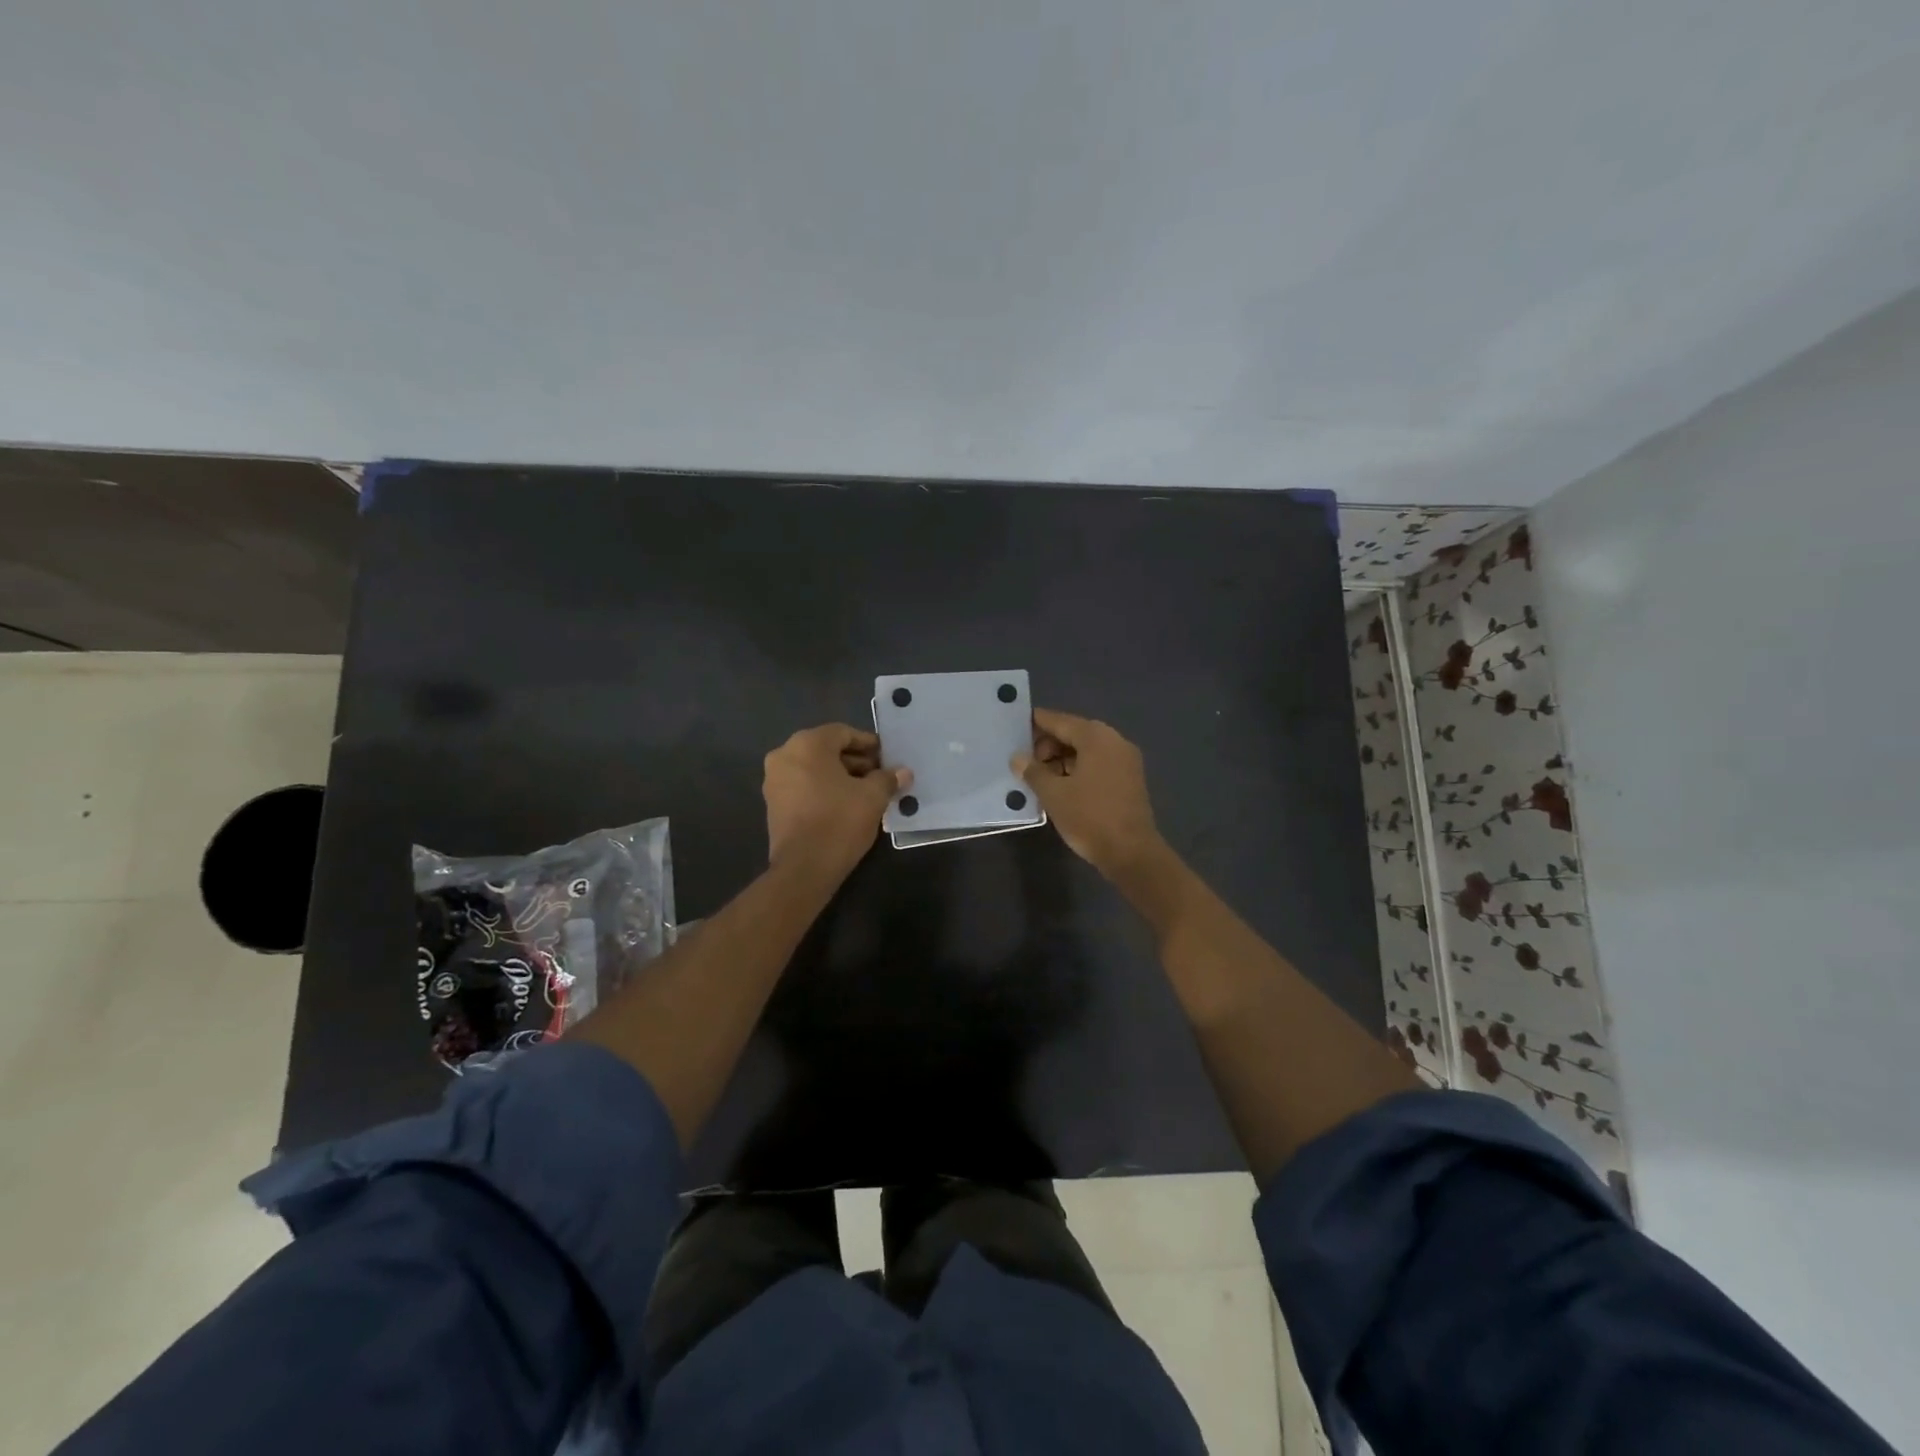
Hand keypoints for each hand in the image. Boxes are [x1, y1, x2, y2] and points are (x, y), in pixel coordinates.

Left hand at [763, 724, 911, 882]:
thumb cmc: (839, 821)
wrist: (804, 868)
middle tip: (880, 776)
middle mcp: (784, 755)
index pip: (843, 733)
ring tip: (866, 793)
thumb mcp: (872, 797)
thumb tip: (903, 772)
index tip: (887, 758)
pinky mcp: (773, 804)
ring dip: (841, 777)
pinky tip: (845, 806)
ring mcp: (774, 781)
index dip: (868, 744)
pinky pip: (803, 786)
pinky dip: (824, 790)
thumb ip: (887, 779)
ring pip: (814, 769)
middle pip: (827, 750)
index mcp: (807, 744)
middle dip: (855, 761)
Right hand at [1013, 708, 1164, 876]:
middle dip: (1048, 745)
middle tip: (1025, 763)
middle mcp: (1114, 741)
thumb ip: (1033, 771)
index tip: (1015, 726)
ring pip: (1086, 750)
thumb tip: (1017, 758)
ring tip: (1039, 778)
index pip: (1059, 721)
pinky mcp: (1129, 779)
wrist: (1131, 853)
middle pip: (1074, 733)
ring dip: (1062, 759)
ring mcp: (1125, 760)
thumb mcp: (1053, 794)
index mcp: (1096, 737)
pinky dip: (1078, 770)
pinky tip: (1060, 786)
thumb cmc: (1089, 817)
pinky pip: (1098, 764)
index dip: (1036, 723)